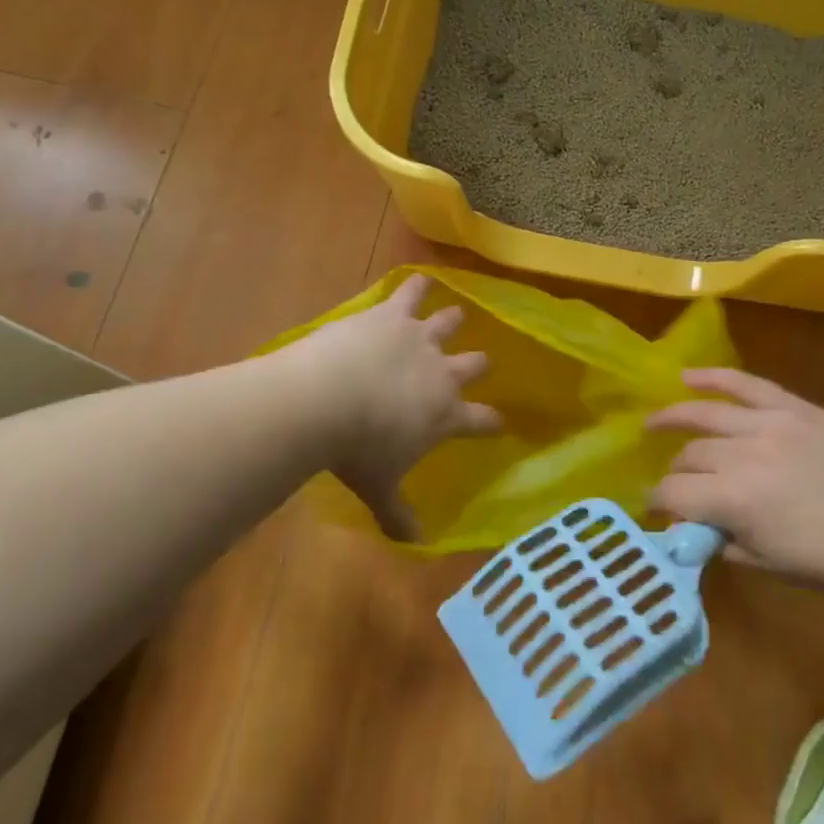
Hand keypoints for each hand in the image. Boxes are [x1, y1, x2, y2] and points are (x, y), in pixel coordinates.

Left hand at [290, 275, 501, 539]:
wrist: (324, 400)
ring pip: (448, 322)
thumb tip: (416, 545)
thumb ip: (399, 514)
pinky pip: (411, 291)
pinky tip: (418, 278)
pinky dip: (416, 285)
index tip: (499, 423)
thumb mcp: (378, 489)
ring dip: (453, 319)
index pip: (482, 420)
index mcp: (445, 414)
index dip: (493, 422)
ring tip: (457, 314)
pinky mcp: (391, 314)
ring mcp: (418, 337)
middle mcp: (442, 371)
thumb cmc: (356, 451)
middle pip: (474, 363)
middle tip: (480, 361)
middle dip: (478, 364)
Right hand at [646, 369, 823, 596]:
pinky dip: (714, 377)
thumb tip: (692, 526)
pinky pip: (746, 383)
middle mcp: (744, 455)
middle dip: (676, 473)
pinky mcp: (795, 408)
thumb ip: (723, 542)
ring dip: (674, 418)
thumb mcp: (771, 565)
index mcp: (736, 501)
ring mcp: (771, 423)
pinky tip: (687, 376)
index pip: (674, 493)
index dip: (658, 502)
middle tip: (678, 486)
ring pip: (706, 415)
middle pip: (690, 456)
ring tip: (653, 423)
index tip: (654, 509)